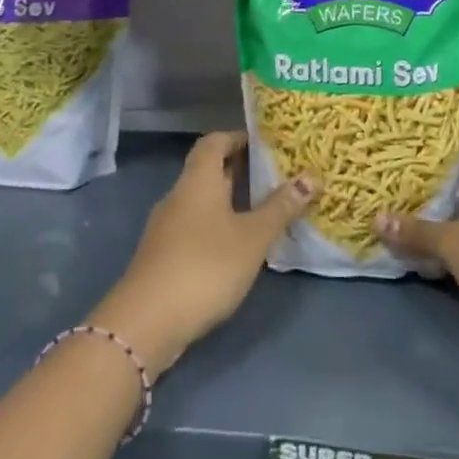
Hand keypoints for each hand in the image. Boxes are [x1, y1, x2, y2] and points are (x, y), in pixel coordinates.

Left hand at [92, 132, 315, 377]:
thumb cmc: (206, 266)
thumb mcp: (253, 237)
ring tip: (264, 210)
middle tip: (275, 175)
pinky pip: (195, 226)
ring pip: (202, 201)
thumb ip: (281, 208)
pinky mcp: (164, 255)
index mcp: (198, 180)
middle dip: (239, 170)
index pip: (214, 141)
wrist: (147, 321)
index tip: (266, 144)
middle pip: (208, 170)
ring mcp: (167, 226)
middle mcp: (179, 195)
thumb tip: (310, 178)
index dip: (238, 137)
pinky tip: (238, 246)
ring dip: (230, 200)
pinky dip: (217, 226)